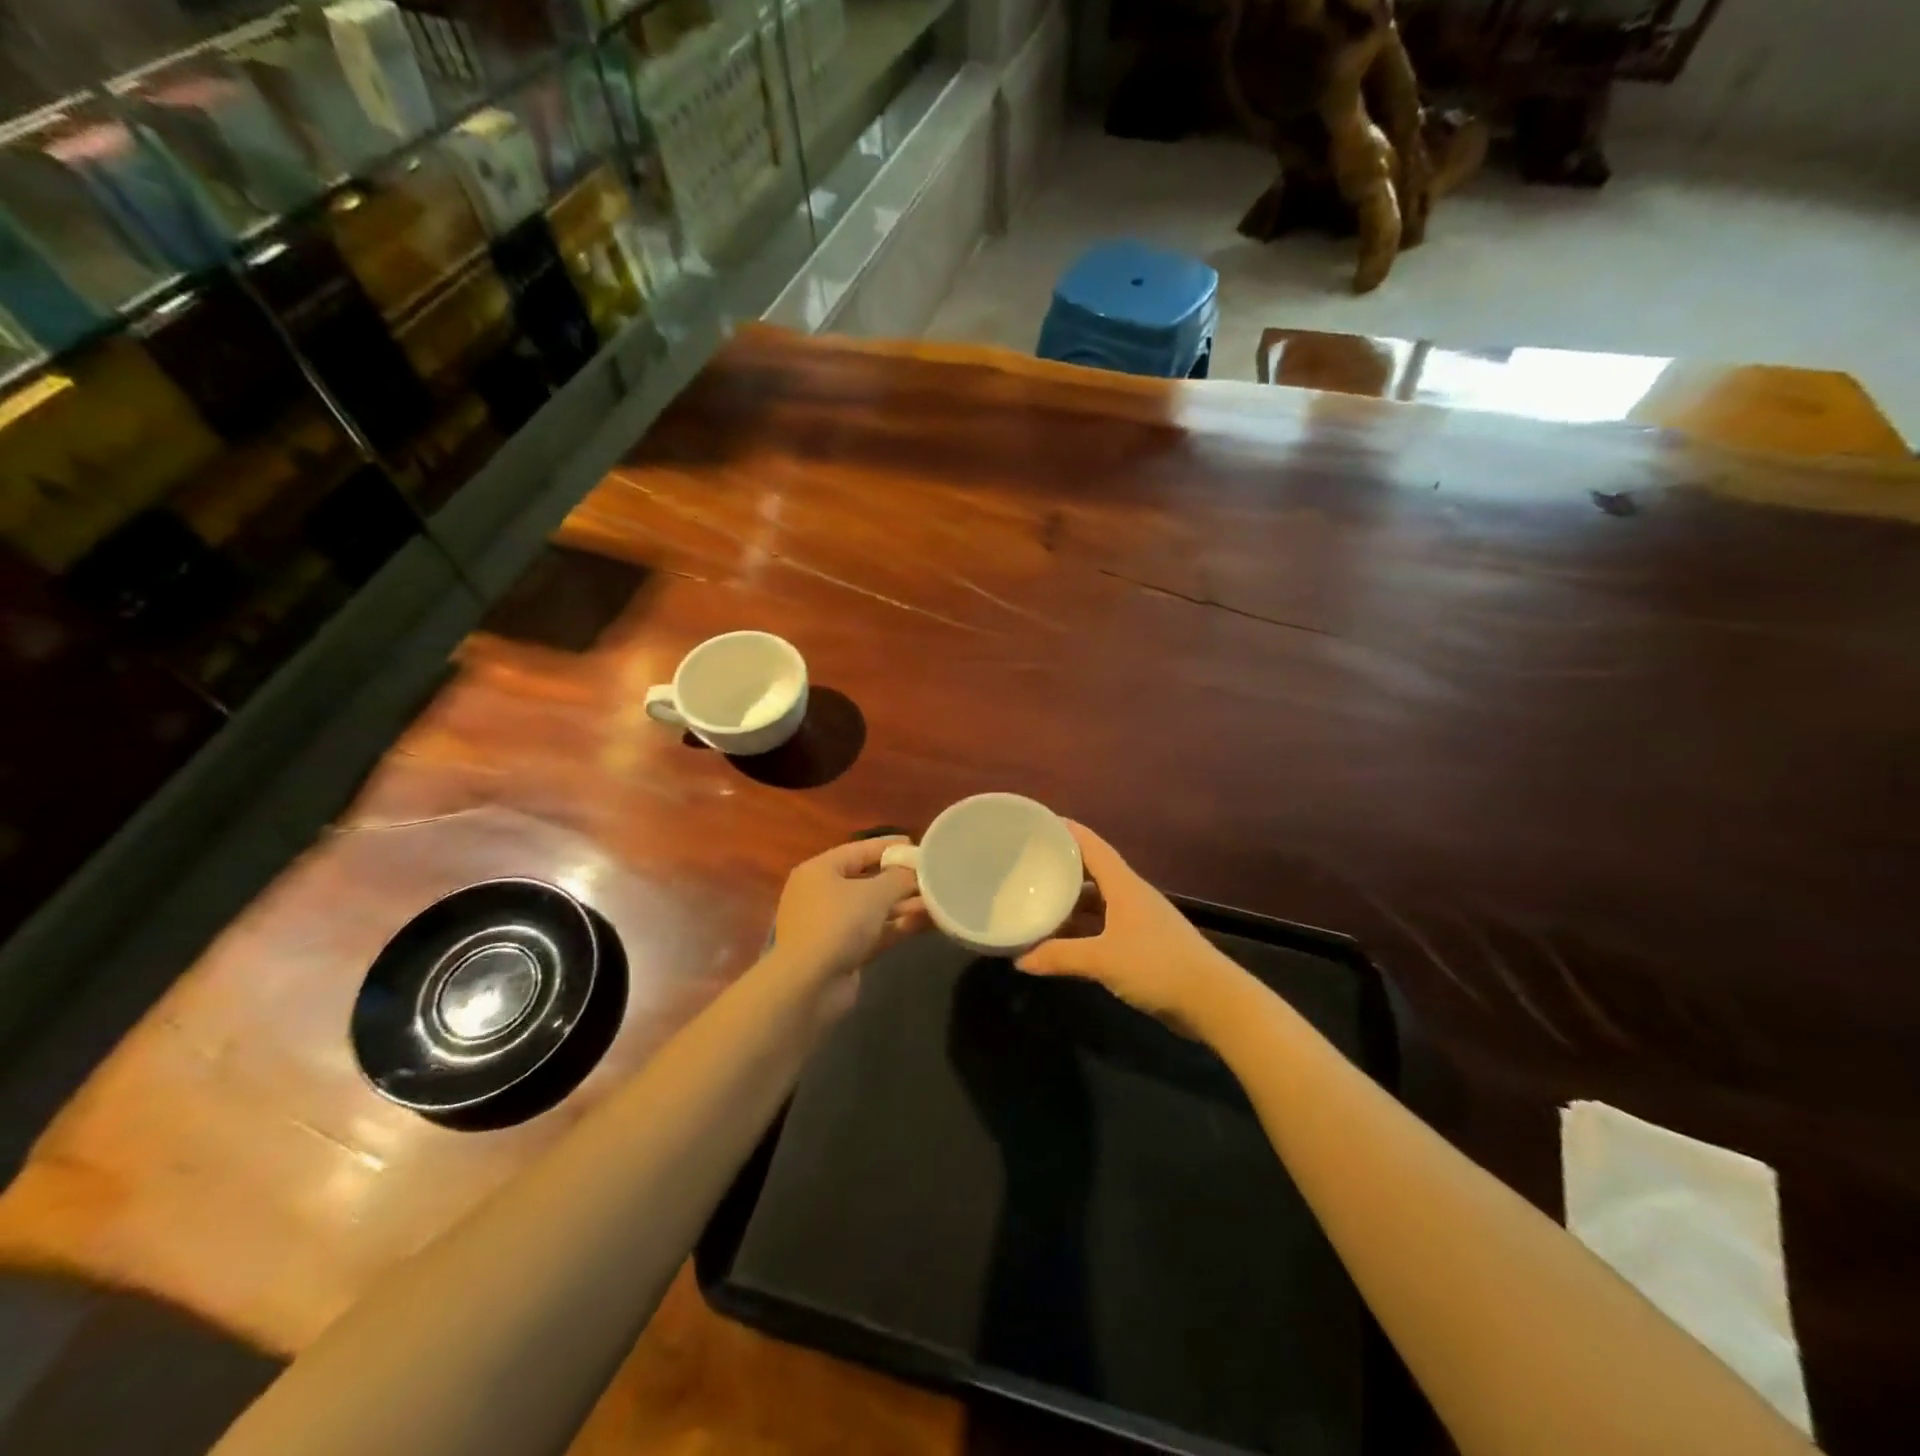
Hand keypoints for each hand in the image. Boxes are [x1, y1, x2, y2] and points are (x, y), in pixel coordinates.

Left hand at [769, 838, 924, 998]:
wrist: (808, 986)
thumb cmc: (838, 924)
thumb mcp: (874, 893)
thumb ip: (900, 877)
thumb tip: (917, 871)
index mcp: (820, 870)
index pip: (860, 850)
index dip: (890, 847)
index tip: (919, 846)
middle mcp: (822, 894)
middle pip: (868, 880)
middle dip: (902, 879)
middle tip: (934, 876)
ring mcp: (832, 925)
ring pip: (874, 908)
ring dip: (904, 905)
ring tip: (939, 899)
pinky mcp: (843, 952)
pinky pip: (875, 931)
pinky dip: (898, 926)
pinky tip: (928, 922)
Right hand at [1015, 822, 1239, 1031]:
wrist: (1213, 1000)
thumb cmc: (1157, 965)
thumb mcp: (1103, 959)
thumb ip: (1060, 956)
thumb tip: (1020, 959)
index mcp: (1123, 885)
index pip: (1091, 845)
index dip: (1066, 830)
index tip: (1037, 822)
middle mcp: (1131, 895)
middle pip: (1092, 870)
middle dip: (1062, 865)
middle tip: (1028, 864)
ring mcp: (1139, 919)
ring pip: (1098, 900)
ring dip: (1071, 900)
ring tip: (1038, 900)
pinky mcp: (1144, 943)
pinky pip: (1104, 924)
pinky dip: (1083, 927)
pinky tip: (1063, 939)